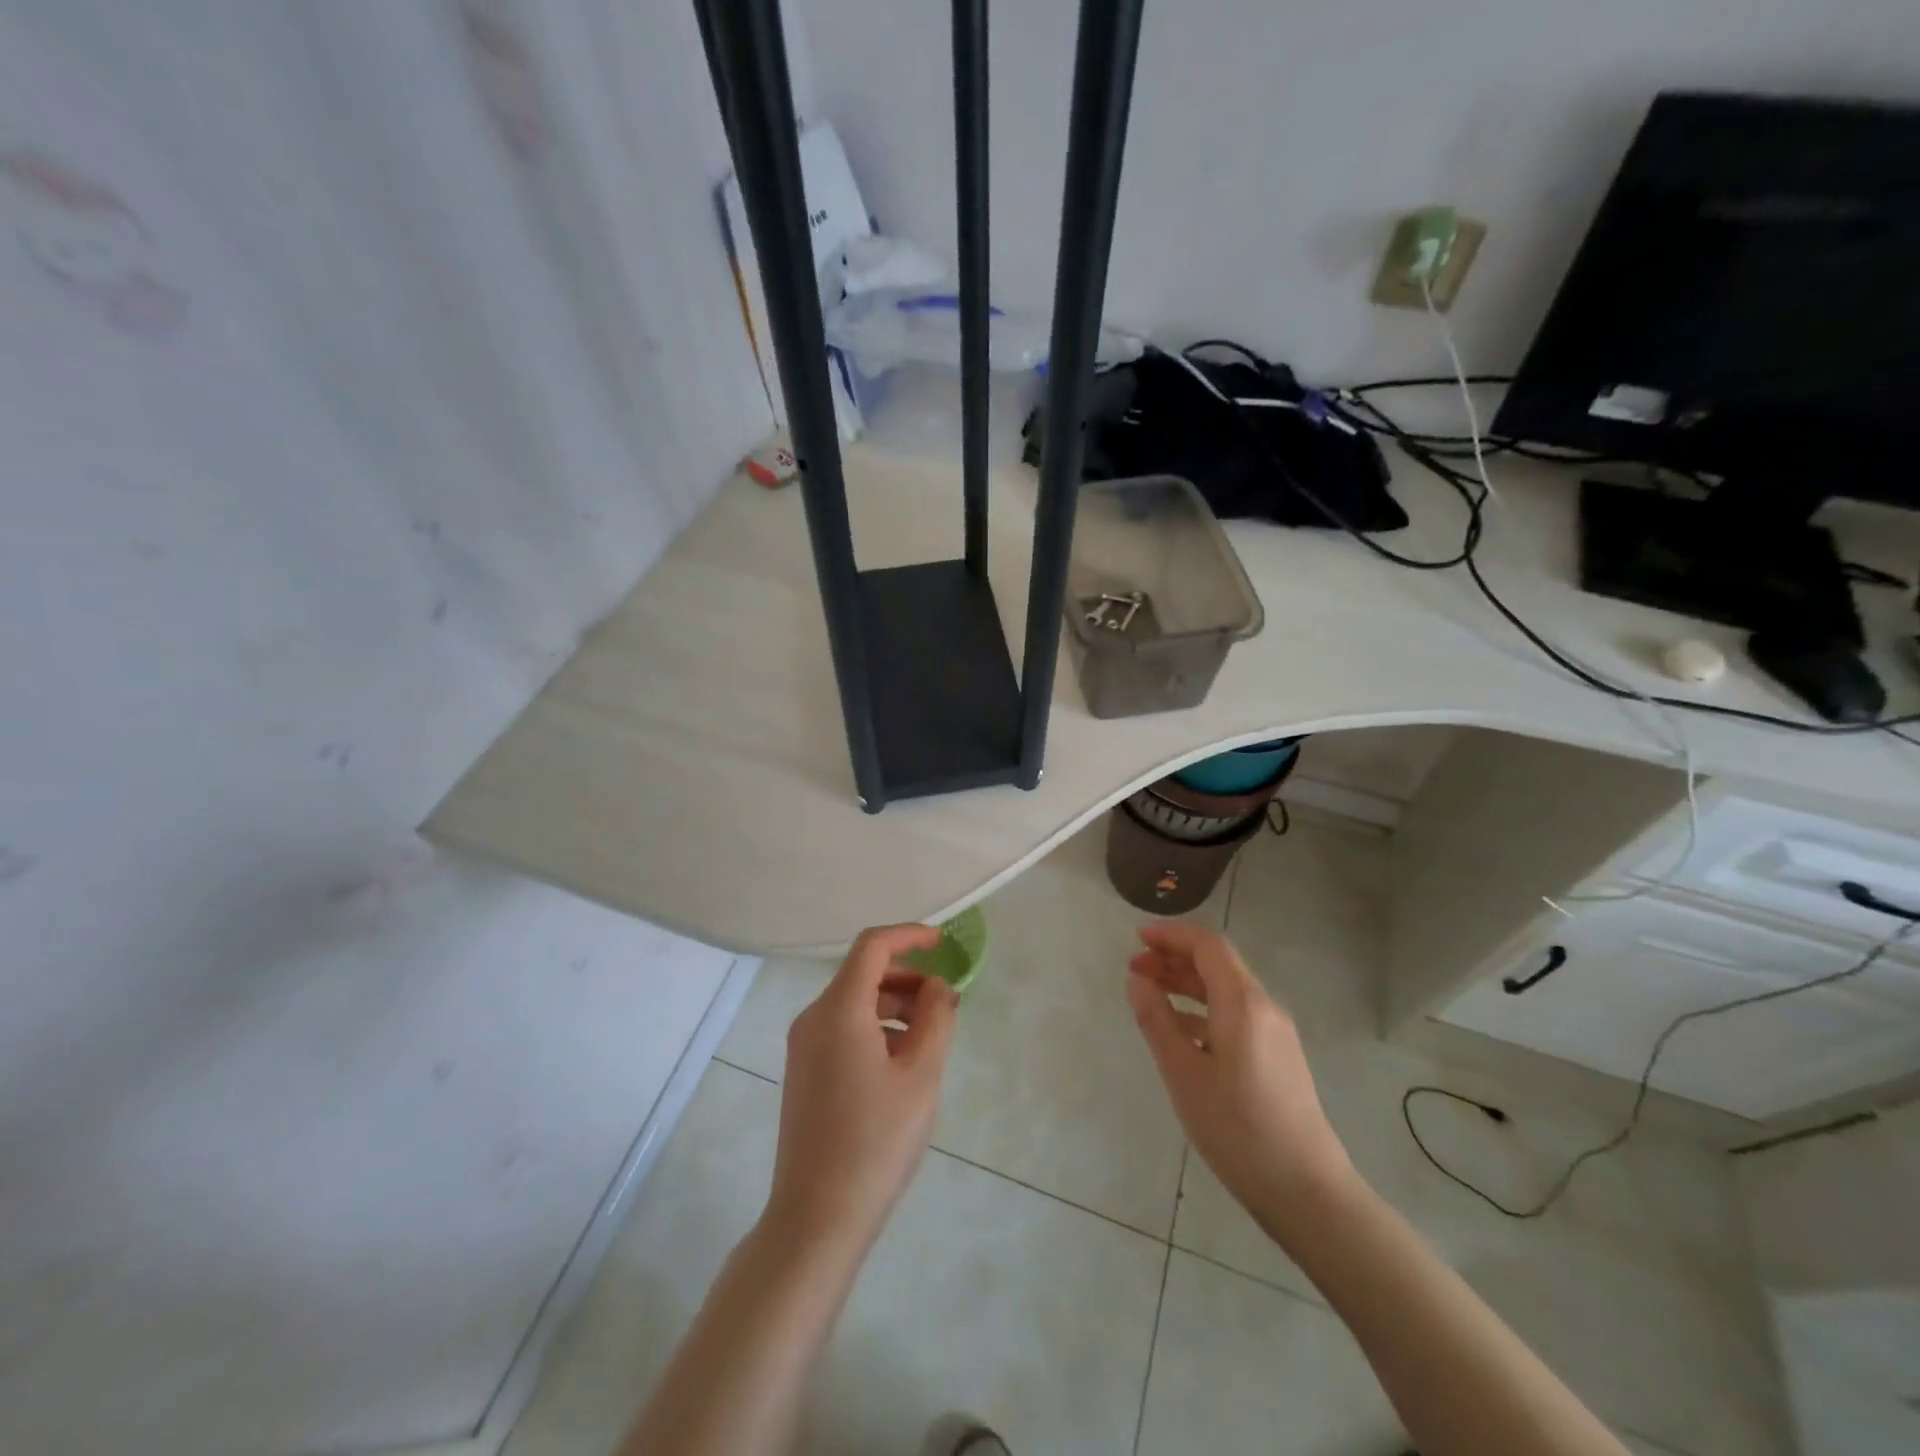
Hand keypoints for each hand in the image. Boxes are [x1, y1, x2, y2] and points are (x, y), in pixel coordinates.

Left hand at [764, 924, 958, 1255]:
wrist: (816, 1218)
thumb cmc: (876, 1141)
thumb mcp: (921, 1076)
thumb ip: (935, 1019)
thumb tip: (938, 987)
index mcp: (838, 1010)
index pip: (872, 946)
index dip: (909, 936)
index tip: (943, 943)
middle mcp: (813, 1018)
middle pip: (862, 974)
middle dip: (907, 977)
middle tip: (946, 1000)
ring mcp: (803, 1046)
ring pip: (853, 1003)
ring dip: (894, 1005)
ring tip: (931, 1035)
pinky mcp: (803, 1071)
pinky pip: (842, 1029)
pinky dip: (875, 1028)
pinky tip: (902, 1062)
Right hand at [1127, 921, 1354, 1240]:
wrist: (1306, 1190)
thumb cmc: (1237, 1128)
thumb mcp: (1183, 1073)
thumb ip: (1157, 1020)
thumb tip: (1137, 980)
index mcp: (1244, 1003)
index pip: (1208, 946)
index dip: (1171, 936)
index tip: (1136, 939)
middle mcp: (1264, 1008)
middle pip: (1218, 964)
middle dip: (1174, 959)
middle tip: (1135, 969)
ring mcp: (1276, 1033)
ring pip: (1226, 990)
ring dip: (1187, 984)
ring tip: (1150, 994)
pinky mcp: (1278, 1057)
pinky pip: (1235, 1015)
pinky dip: (1203, 1010)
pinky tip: (1180, 1031)